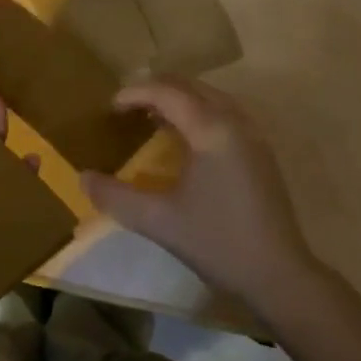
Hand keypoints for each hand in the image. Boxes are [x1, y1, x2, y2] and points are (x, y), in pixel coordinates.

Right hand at [80, 77, 321, 315]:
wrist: (278, 274)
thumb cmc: (217, 242)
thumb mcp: (159, 221)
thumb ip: (116, 197)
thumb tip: (82, 178)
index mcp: (211, 130)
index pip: (168, 92)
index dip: (136, 93)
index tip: (110, 106)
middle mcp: (235, 121)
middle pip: (192, 86)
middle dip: (157, 89)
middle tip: (127, 106)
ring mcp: (253, 135)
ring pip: (211, 97)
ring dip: (180, 99)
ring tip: (151, 117)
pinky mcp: (261, 152)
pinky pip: (225, 113)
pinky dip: (199, 112)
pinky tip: (185, 139)